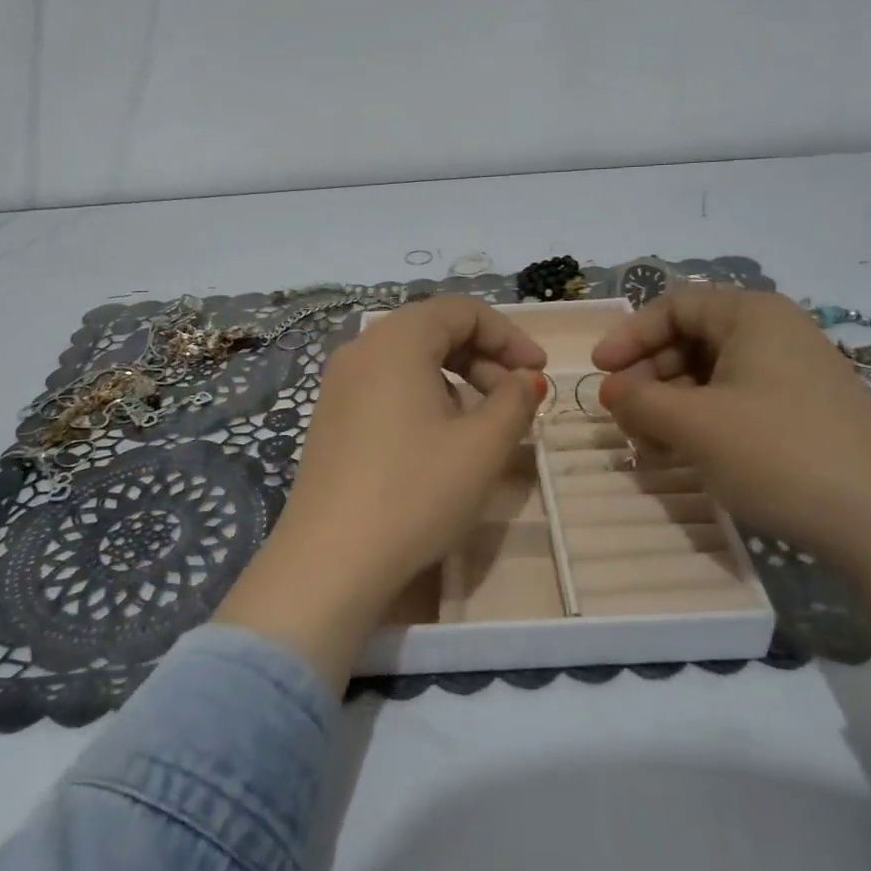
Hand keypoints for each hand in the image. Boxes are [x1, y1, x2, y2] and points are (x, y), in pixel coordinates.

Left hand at [215, 295, 546, 687]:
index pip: (462, 310)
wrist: (331, 560)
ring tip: (483, 423)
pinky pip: (386, 386)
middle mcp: (361, 349)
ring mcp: (338, 384)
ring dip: (456, 379)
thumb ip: (515, 400)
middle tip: (517, 398)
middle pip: (434, 330)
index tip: (540, 372)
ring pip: (410, 360)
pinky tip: (440, 440)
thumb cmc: (416, 492)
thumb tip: (526, 379)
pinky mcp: (330, 417)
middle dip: (484, 357)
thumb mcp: (482, 446)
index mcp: (396, 339)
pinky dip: (424, 397)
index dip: (509, 336)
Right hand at [592, 287, 870, 569]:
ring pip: (711, 375)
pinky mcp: (805, 413)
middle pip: (691, 339)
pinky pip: (737, 401)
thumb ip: (640, 400)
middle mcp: (776, 334)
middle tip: (625, 417)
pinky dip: (703, 422)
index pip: (674, 306)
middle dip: (649, 377)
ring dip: (672, 405)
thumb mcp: (695, 425)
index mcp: (753, 315)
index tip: (600, 373)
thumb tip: (612, 390)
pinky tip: (688, 456)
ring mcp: (795, 374)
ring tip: (652, 446)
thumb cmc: (780, 454)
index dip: (630, 336)